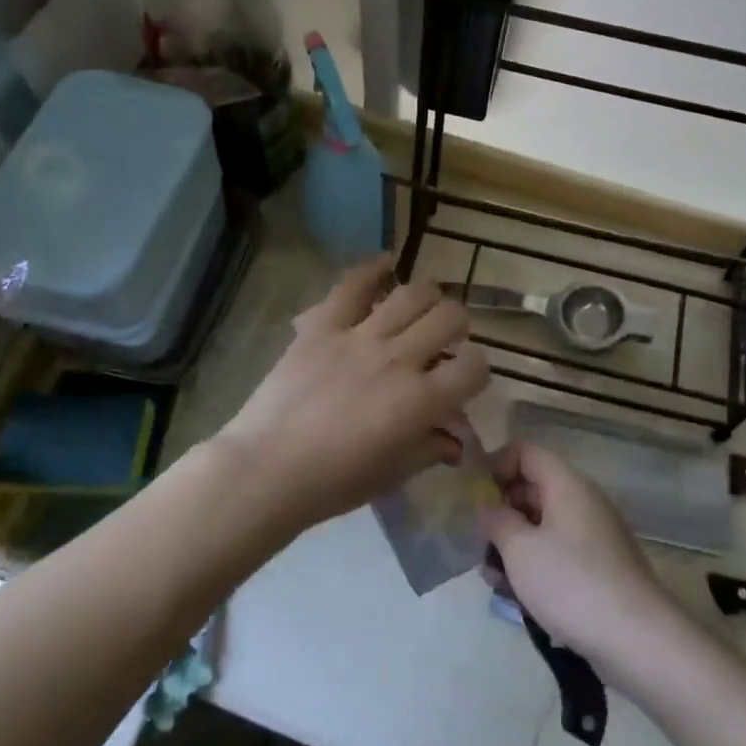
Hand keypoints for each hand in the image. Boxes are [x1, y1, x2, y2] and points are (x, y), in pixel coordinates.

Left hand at [214, 256, 489, 530]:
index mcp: (421, 402)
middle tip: (446, 337)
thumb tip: (455, 441)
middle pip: (449, 318)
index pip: (474, 367)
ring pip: (412, 294)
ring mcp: (359, 337)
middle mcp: (398, 360)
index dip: (478, 369)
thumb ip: (430, 450)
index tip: (466, 376)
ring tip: (423, 307)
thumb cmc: (333, 482)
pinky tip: (388, 263)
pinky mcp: (323, 326)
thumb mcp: (392, 474)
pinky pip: (353, 285)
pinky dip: (374, 268)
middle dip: (458, 325)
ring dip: (428, 297)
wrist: (266, 468)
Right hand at [477, 442, 680, 674]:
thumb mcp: (519, 549)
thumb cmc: (571, 583)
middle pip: (533, 489)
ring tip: (492, 577)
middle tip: (476, 541)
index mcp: (566, 484)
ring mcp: (595, 536)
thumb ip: (496, 520)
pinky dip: (536, 565)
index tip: (473, 495)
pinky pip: (559, 552)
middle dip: (500, 512)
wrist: (637, 639)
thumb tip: (486, 505)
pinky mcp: (601, 568)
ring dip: (514, 545)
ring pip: (543, 525)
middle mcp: (583, 501)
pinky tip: (517, 595)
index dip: (495, 465)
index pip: (525, 452)